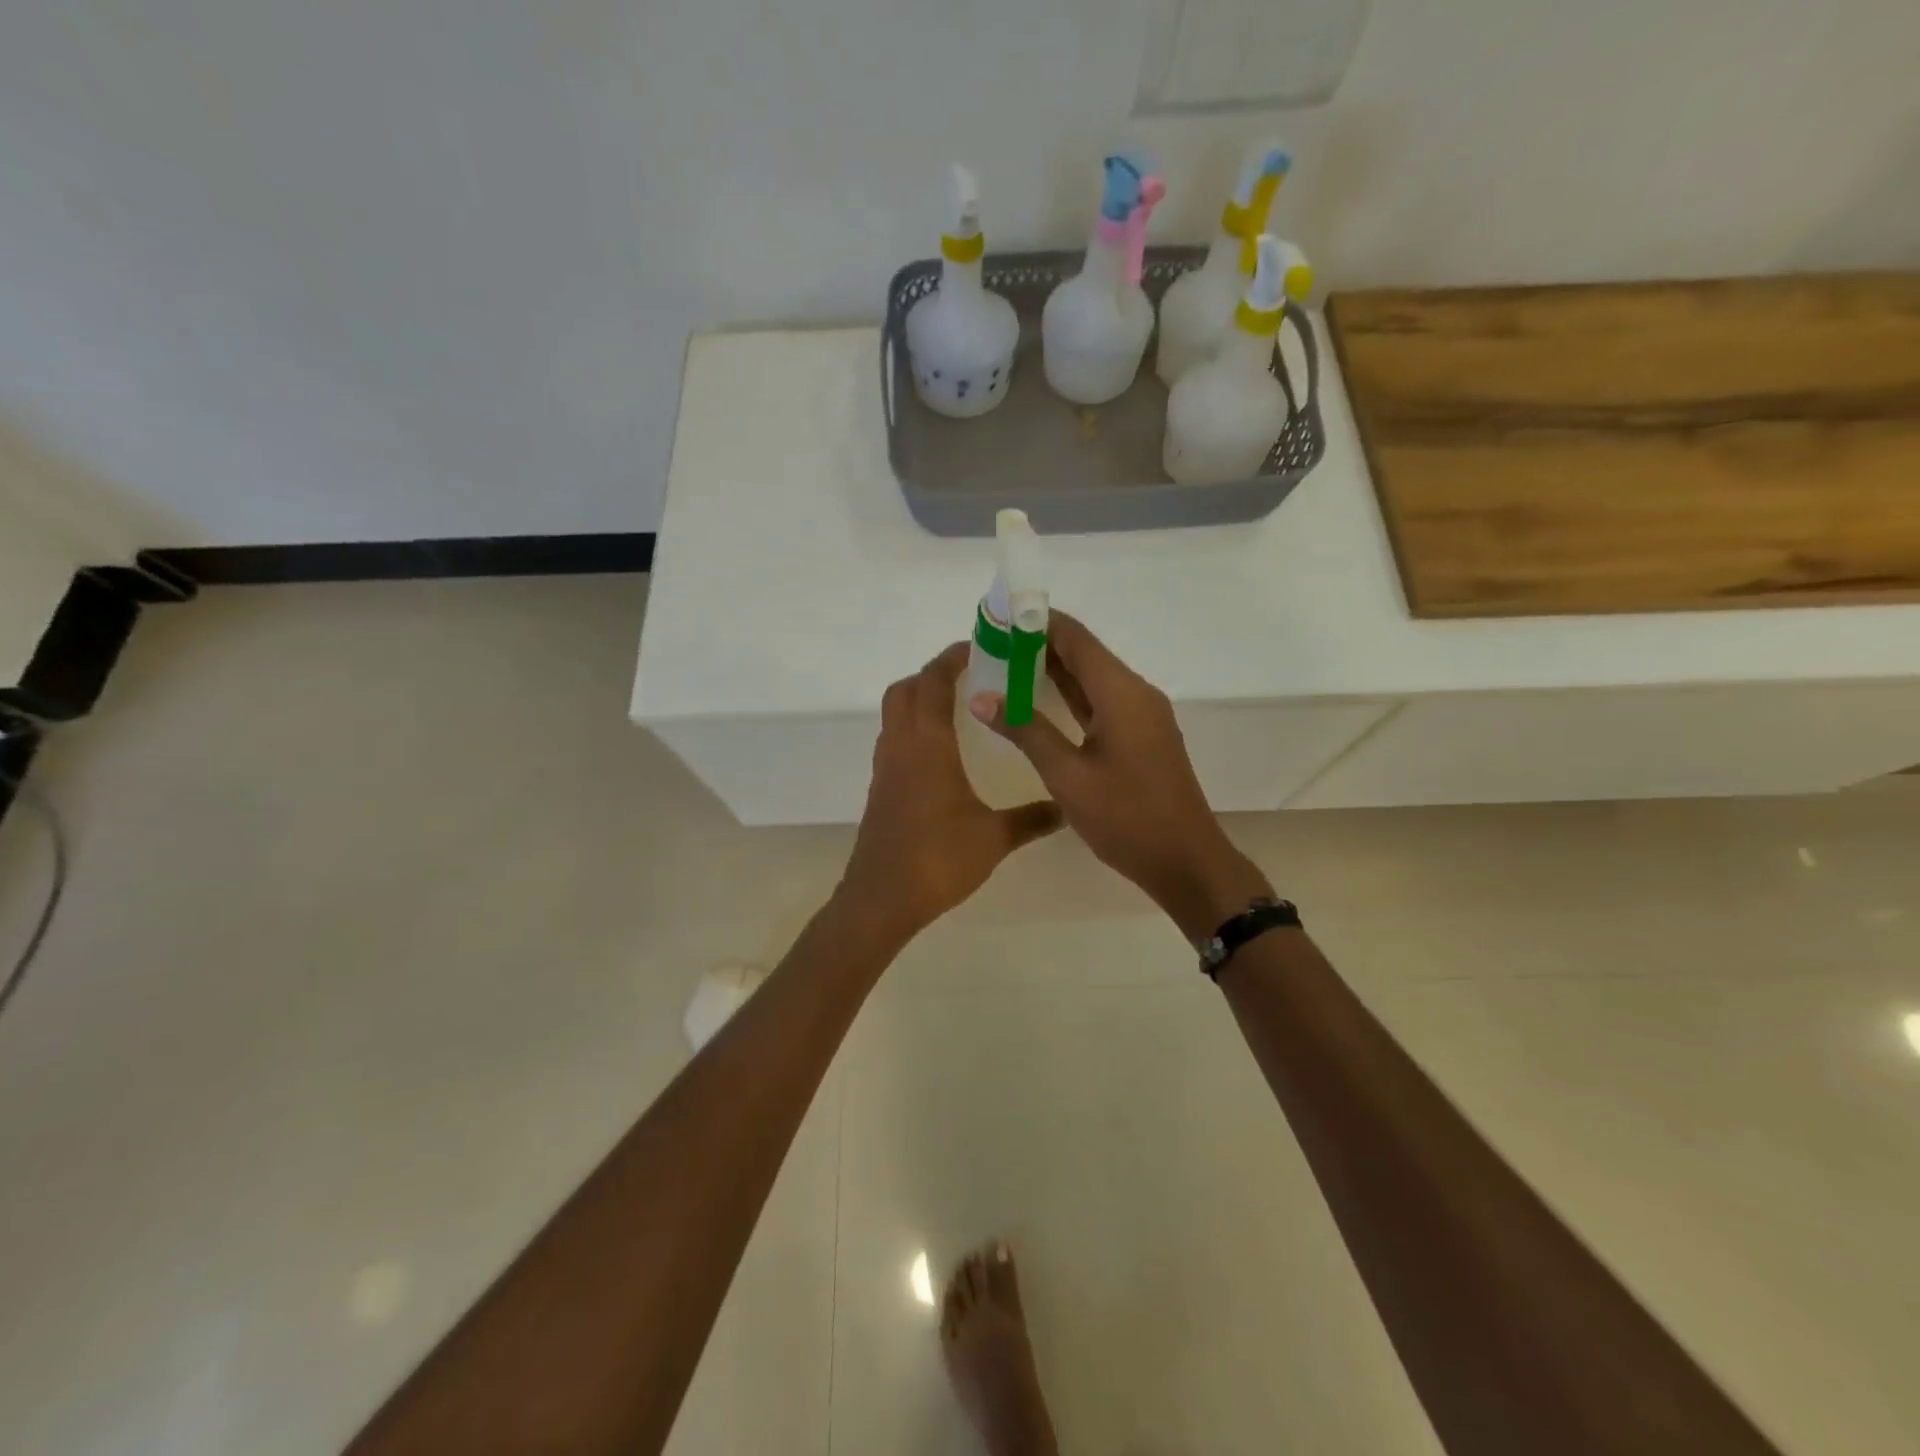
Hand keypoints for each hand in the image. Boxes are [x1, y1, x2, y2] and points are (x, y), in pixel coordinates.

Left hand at [838, 643, 1062, 945]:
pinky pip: (894, 739)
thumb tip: (1067, 808)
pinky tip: (942, 752)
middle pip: (905, 689)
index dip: (952, 658)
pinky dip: (914, 728)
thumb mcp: (993, 838)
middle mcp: (900, 746)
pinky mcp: (881, 788)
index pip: (933, 682)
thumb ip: (1032, 819)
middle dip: (933, 674)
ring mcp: (886, 767)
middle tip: (971, 675)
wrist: (882, 898)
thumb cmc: (937, 859)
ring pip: (895, 714)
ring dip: (920, 699)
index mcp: (926, 745)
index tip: (979, 646)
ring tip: (960, 706)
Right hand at [971, 612, 1272, 940]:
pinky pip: (1099, 701)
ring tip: (1004, 663)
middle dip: (1038, 643)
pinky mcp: (1140, 736)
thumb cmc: (1126, 818)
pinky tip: (1037, 699)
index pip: (1075, 638)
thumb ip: (1026, 731)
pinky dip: (1068, 695)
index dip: (1036, 621)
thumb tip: (983, 697)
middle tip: (991, 641)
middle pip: (1083, 653)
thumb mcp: (1067, 776)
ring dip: (1051, 669)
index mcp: (1121, 693)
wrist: (1185, 861)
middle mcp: (1135, 693)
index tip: (998, 615)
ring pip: (1091, 678)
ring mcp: (1141, 715)